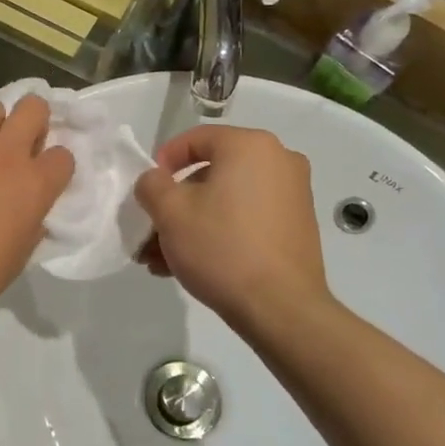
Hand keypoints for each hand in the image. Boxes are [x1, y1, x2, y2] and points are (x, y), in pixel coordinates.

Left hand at [0, 97, 73, 338]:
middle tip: (16, 146)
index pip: (63, 156)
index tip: (42, 179)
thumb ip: (31, 223)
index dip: (54, 167)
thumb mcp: (18, 257)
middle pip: (33, 107)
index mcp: (34, 186)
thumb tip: (29, 210)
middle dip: (31, 122)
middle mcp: (5, 154)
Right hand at [133, 125, 331, 335]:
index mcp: (250, 146)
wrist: (280, 306)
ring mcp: (292, 195)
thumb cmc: (221, 247)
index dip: (164, 161)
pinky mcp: (297, 226)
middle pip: (211, 174)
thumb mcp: (170, 212)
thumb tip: (155, 180)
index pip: (196, 139)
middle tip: (151, 232)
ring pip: (226, 201)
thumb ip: (151, 185)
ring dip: (192, 224)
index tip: (148, 191)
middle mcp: (278, 160)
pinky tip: (193, 265)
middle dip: (175, 204)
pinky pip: (247, 218)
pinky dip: (219, 233)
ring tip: (163, 259)